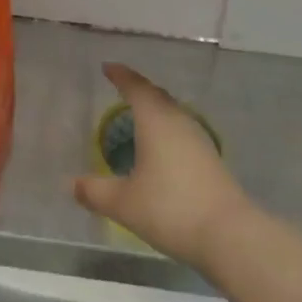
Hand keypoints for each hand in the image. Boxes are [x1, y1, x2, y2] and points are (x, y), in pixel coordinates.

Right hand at [72, 64, 253, 268]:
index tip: (108, 67)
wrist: (228, 234)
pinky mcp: (210, 158)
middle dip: (138, 88)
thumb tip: (72, 184)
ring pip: (172, 112)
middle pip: (156, 95)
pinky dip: (165, 128)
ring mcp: (198, 139)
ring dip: (154, 108)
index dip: (120, 75)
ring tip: (137, 116)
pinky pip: (181, 130)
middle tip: (121, 87)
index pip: (135, 87)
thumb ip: (94, 191)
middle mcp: (178, 121)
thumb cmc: (170, 208)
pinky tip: (160, 147)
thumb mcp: (123, 203)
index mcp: (155, 120)